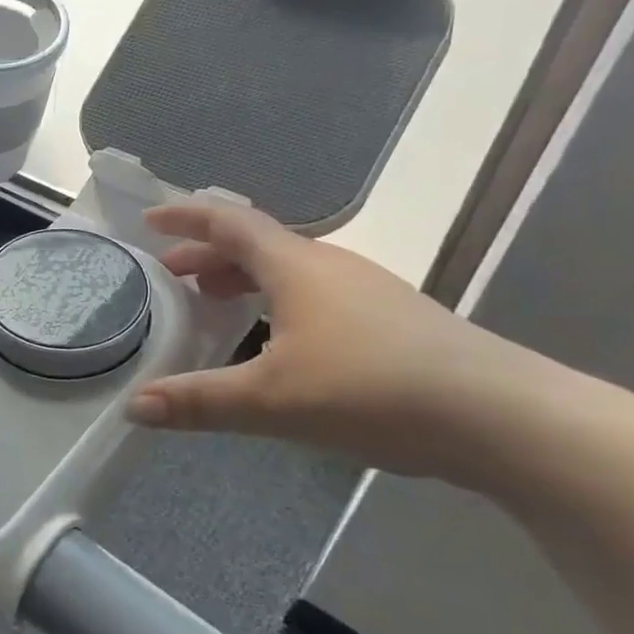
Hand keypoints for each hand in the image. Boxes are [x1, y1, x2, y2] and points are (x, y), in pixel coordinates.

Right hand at [127, 201, 528, 479]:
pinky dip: (276, 301)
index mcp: (296, 266)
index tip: (149, 220)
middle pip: (256, 245)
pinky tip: (278, 342)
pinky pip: (314, 294)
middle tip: (171, 277)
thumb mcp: (271, 400)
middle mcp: (330, 266)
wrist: (500, 416)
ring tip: (215, 304)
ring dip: (243, 278)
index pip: (229, 223)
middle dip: (207, 256)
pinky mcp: (391, 319)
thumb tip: (132, 406)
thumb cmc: (373, 390)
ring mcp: (366, 291)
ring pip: (288, 270)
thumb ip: (198, 402)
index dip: (185, 217)